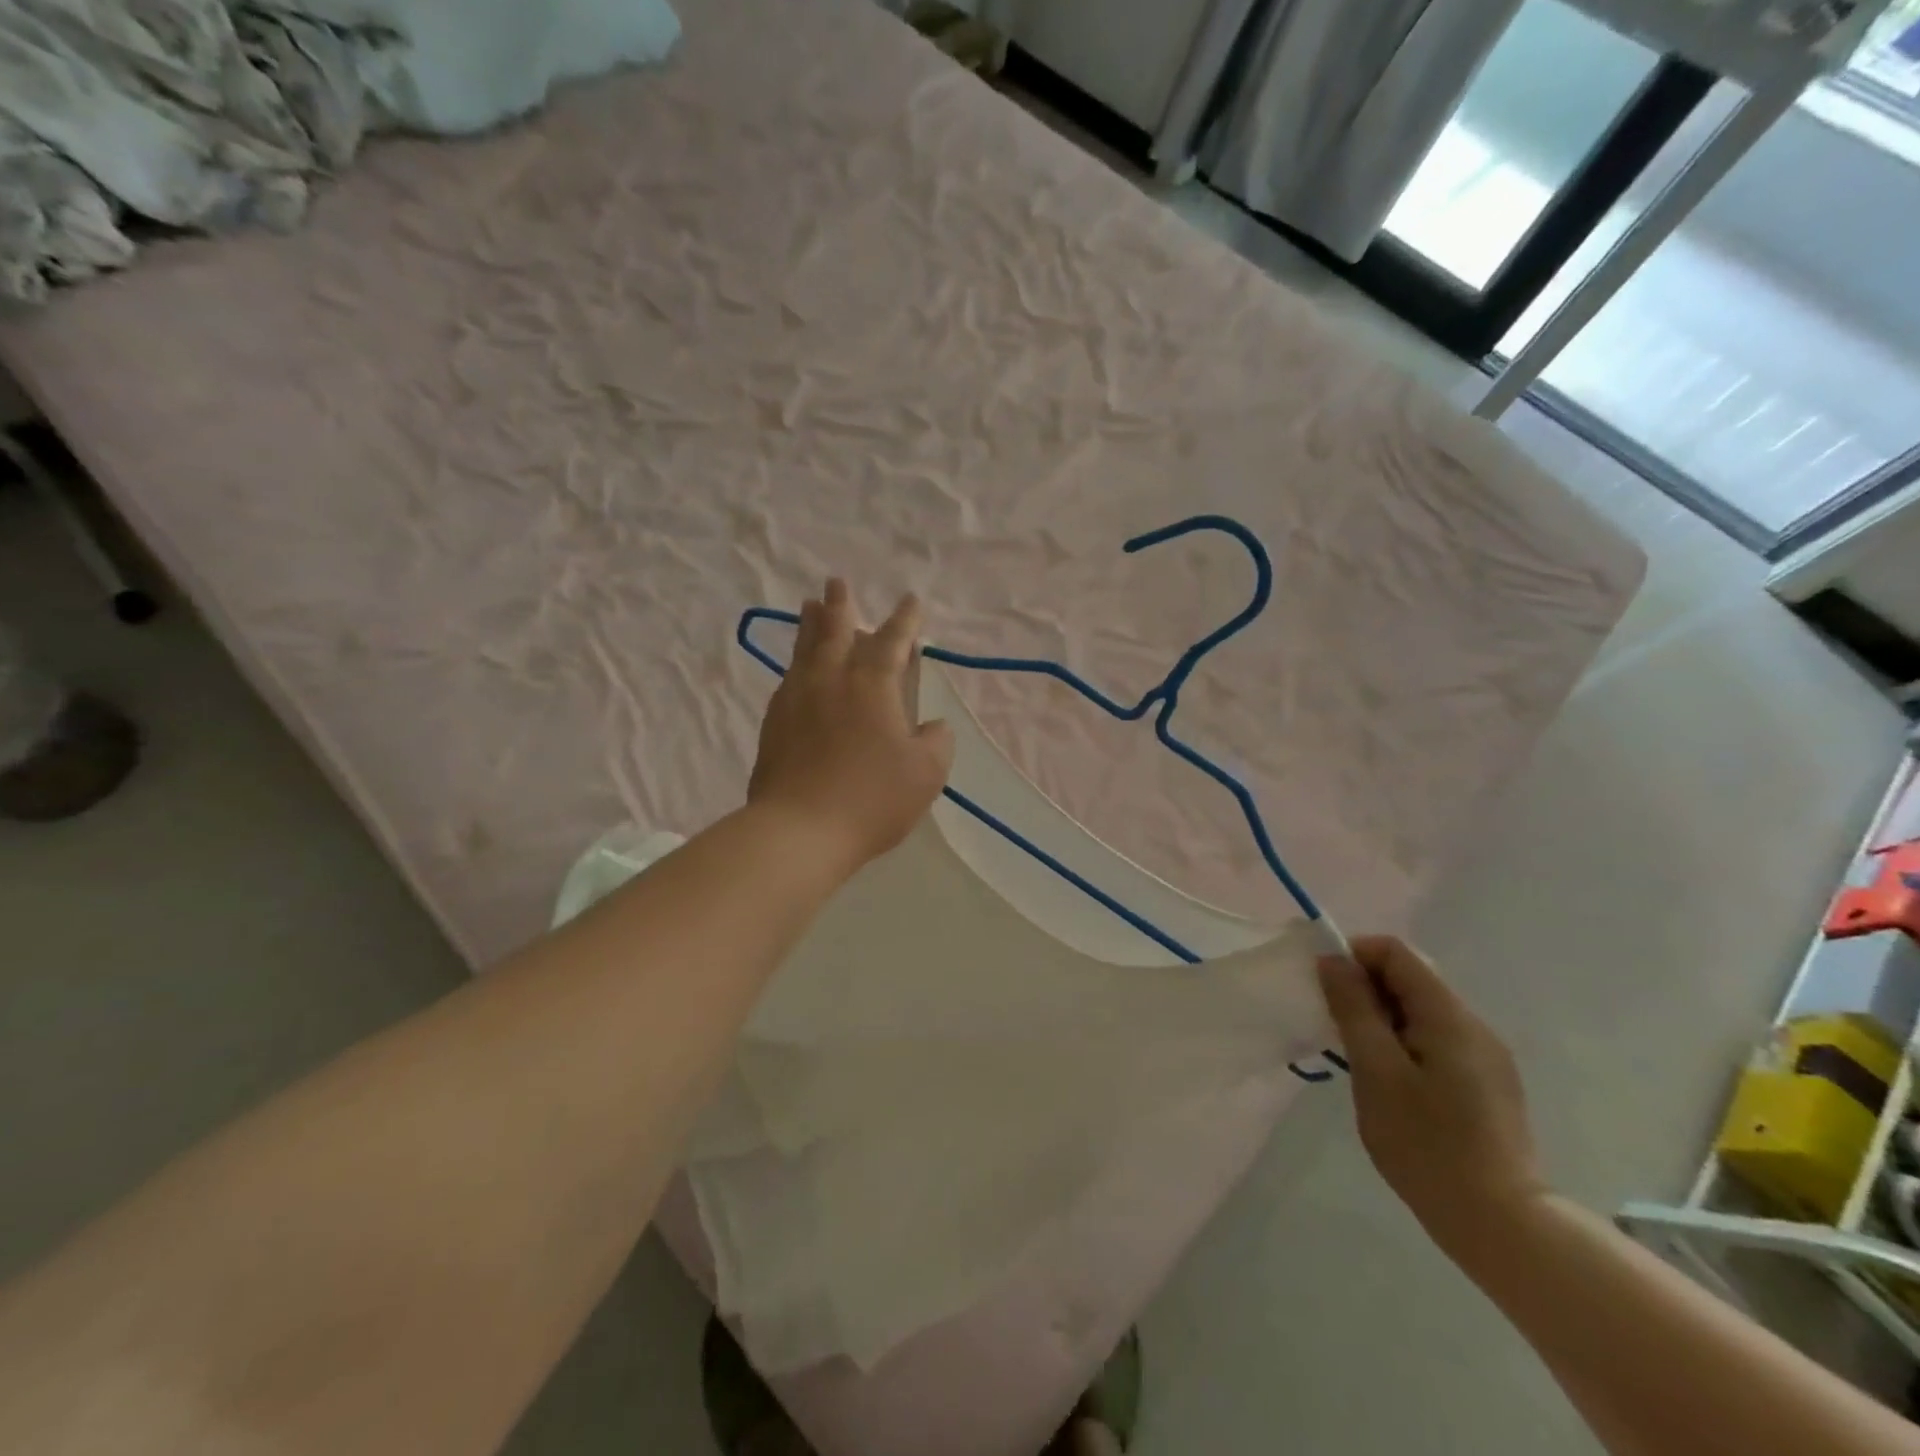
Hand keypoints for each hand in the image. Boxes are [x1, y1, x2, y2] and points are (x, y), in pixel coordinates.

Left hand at [748, 580, 954, 871]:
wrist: (799, 830)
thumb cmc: (872, 798)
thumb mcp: (926, 772)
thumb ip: (936, 741)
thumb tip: (931, 725)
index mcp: (872, 684)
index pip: (892, 641)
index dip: (905, 621)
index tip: (911, 600)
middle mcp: (831, 680)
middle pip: (835, 631)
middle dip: (840, 606)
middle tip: (836, 583)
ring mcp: (796, 699)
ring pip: (804, 650)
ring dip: (810, 625)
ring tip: (808, 606)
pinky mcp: (774, 723)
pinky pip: (789, 679)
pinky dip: (797, 663)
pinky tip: (797, 670)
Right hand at [1317, 936, 1546, 1262]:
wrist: (1502, 1225)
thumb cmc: (1427, 1145)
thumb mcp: (1376, 1072)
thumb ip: (1353, 1009)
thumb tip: (1333, 960)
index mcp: (1448, 1015)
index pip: (1395, 952)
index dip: (1354, 956)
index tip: (1325, 988)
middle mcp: (1473, 1025)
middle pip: (1411, 977)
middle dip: (1365, 989)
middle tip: (1336, 1026)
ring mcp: (1485, 1055)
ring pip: (1422, 1010)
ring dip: (1382, 1017)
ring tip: (1359, 1058)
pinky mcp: (1487, 1082)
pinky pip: (1436, 1038)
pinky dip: (1403, 1041)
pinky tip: (1391, 1082)